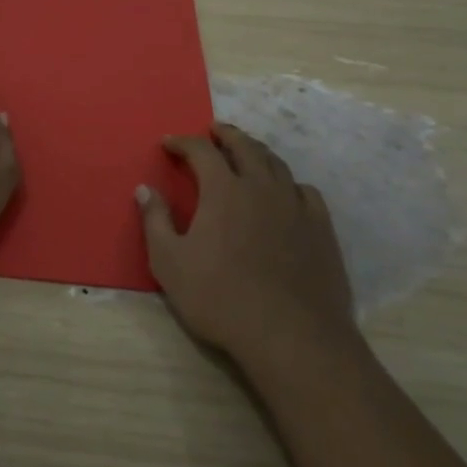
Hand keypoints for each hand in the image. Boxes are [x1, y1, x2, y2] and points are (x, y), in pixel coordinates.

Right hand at [137, 124, 356, 364]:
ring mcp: (295, 205)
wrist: (291, 336)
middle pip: (244, 146)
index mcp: (224, 189)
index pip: (201, 151)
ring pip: (276, 164)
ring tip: (247, 153)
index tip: (169, 142)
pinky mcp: (321, 228)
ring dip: (257, 152)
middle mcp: (261, 186)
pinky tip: (286, 193)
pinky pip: (304, 191)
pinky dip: (289, 183)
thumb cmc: (221, 298)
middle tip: (214, 131)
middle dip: (226, 134)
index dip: (183, 142)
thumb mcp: (170, 263)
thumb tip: (145, 189)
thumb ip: (156, 221)